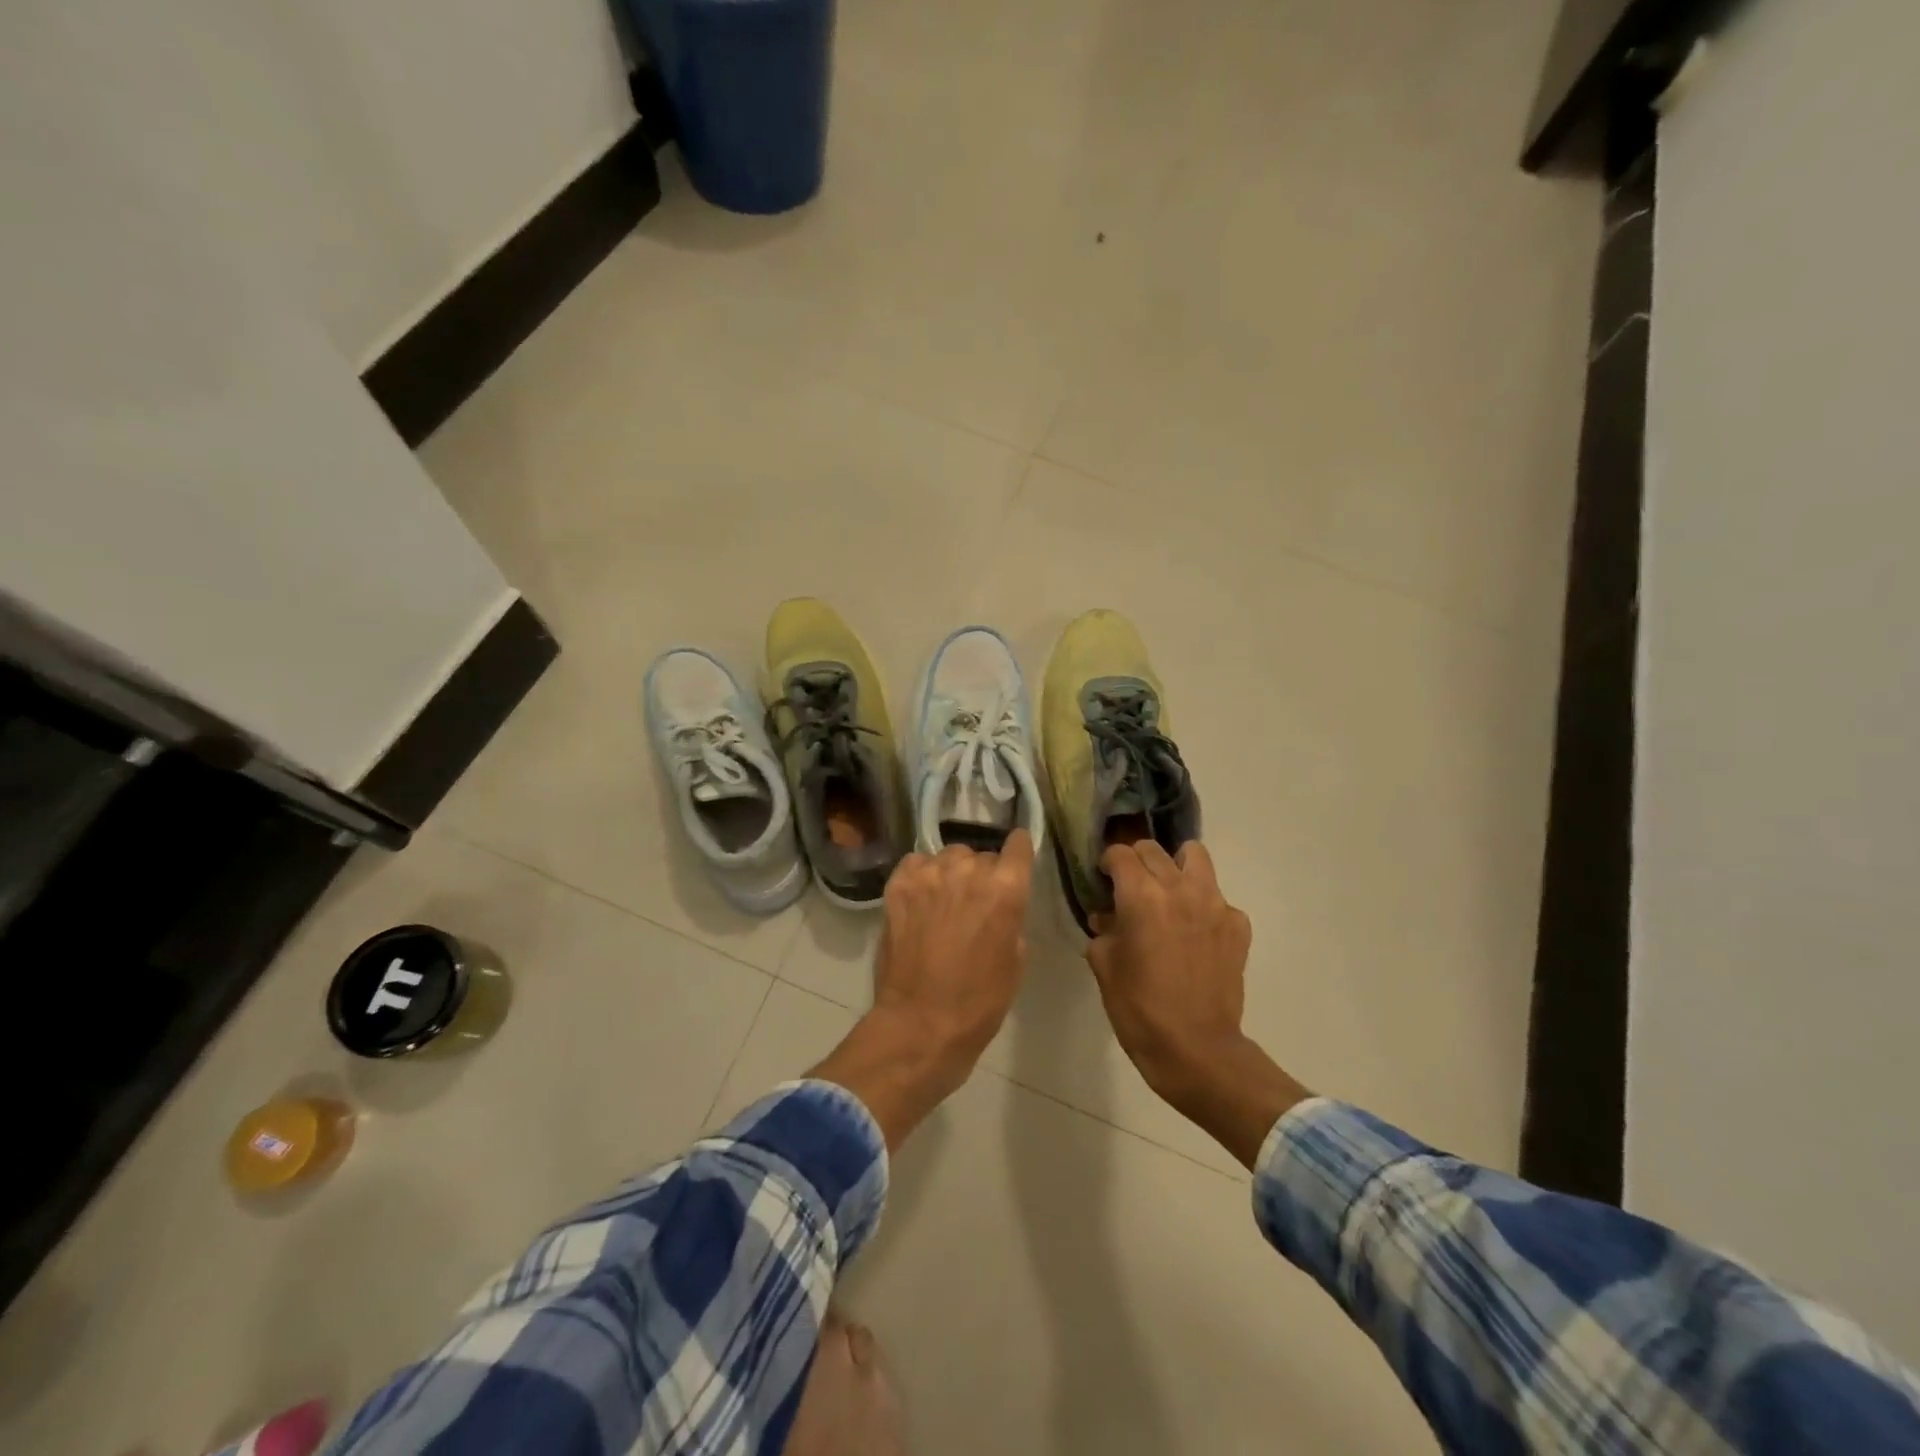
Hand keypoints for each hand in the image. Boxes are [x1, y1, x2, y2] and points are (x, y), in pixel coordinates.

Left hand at [812, 830, 1034, 1147]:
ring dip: (951, 873)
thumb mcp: (1016, 961)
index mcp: (1006, 889)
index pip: (1018, 846)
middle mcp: (968, 871)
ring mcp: (929, 875)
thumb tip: (1001, 904)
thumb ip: (1012, 918)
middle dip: (982, 874)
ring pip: (948, 856)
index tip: (1015, 859)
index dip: (1018, 851)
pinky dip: (921, 876)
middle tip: (975, 903)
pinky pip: (916, 863)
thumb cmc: (979, 1001)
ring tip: (944, 901)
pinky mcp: (898, 885)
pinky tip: (921, 899)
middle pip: (981, 855)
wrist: (921, 1024)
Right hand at [1087, 840, 1307, 1167]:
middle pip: (1153, 850)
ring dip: (1175, 866)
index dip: (1107, 863)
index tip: (1103, 879)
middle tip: (1129, 887)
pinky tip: (1194, 933)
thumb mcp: (1104, 965)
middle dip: (1136, 862)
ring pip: (1194, 857)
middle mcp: (1179, 888)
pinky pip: (1217, 897)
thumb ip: (1103, 930)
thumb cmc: (1139, 1009)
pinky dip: (1202, 904)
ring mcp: (1215, 904)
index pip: (1120, 853)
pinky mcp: (1237, 925)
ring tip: (1167, 892)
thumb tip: (1107, 916)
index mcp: (1141, 896)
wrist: (1196, 1050)